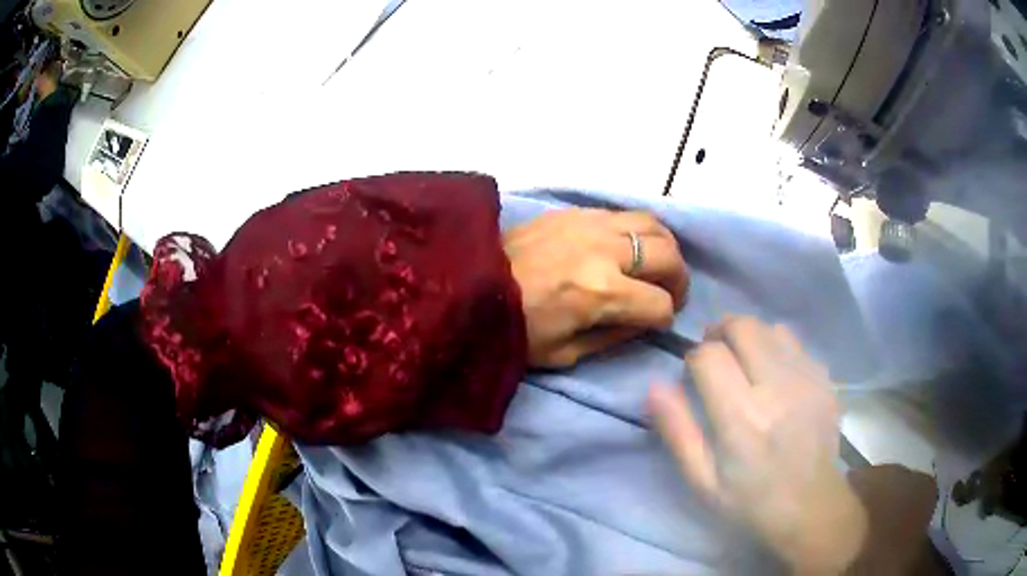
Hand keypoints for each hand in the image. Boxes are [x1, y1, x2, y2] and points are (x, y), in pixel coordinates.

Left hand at [504, 209, 688, 367]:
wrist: (468, 285)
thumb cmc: (513, 329)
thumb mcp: (565, 353)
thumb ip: (614, 336)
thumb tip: (644, 320)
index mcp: (601, 293)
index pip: (660, 305)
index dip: (664, 319)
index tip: (655, 323)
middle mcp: (604, 251)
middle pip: (669, 256)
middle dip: (679, 280)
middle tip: (669, 292)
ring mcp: (590, 223)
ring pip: (653, 223)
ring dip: (664, 247)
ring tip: (656, 264)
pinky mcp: (575, 211)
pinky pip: (623, 213)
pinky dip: (637, 230)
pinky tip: (626, 246)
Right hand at [650, 316, 866, 573]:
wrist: (810, 506)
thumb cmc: (749, 501)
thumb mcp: (702, 480)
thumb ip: (677, 431)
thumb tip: (655, 385)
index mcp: (741, 417)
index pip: (709, 356)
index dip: (694, 358)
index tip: (693, 375)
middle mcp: (776, 388)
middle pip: (743, 328)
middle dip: (720, 333)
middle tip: (715, 354)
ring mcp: (805, 380)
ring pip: (771, 329)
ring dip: (750, 337)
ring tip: (744, 360)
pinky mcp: (824, 380)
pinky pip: (795, 344)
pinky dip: (777, 348)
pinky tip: (774, 373)